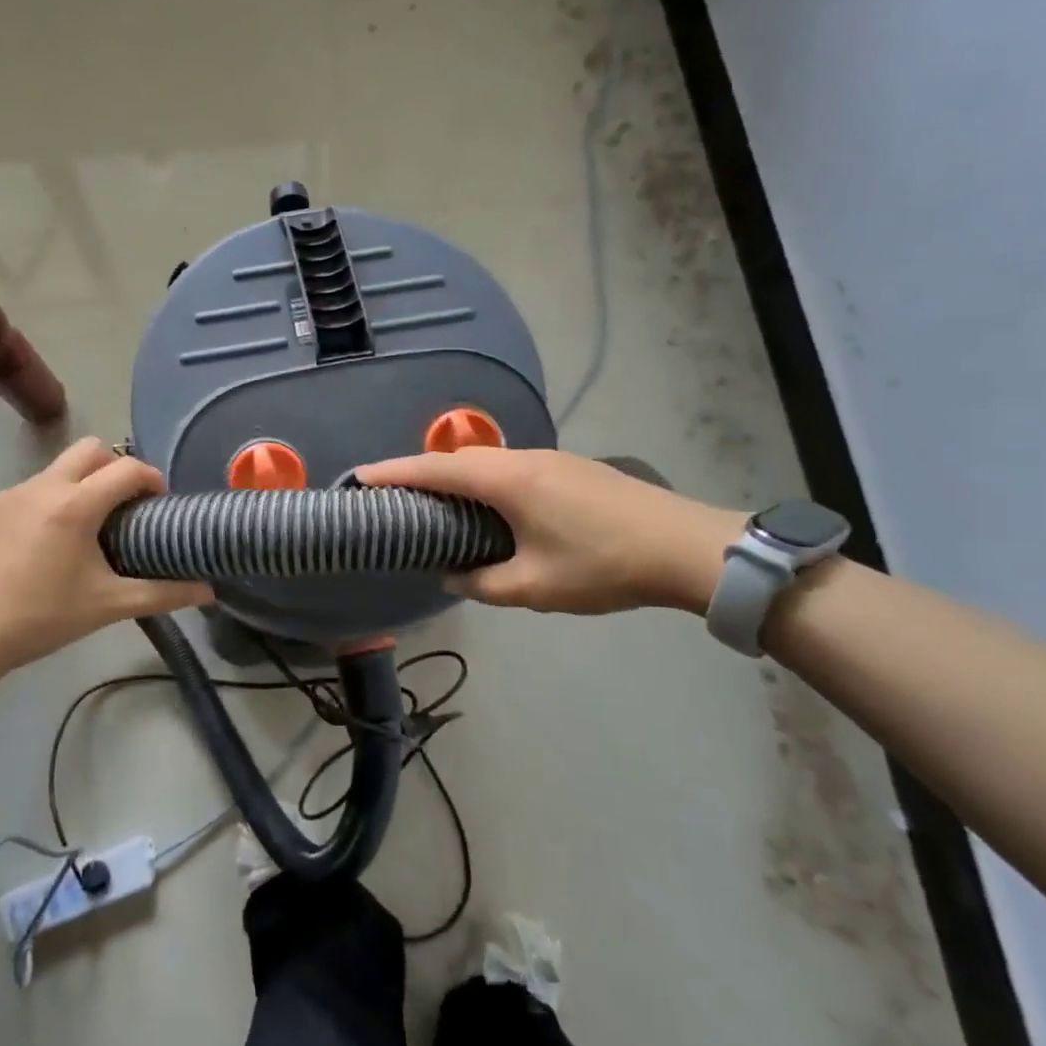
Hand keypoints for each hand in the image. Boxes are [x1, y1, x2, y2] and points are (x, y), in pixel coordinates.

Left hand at [0, 439, 212, 682]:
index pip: (127, 469)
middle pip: (90, 450)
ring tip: (86, 528)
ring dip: (81, 484)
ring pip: (56, 469)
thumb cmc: (41, 618)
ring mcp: (8, 495)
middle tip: (125, 505)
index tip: (161, 502)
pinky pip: (29, 490)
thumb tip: (208, 592)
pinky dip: (49, 501)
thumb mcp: (108, 606)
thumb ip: (163, 595)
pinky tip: (44, 544)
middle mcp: (42, 487)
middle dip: (115, 467)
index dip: (152, 478)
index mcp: (75, 504)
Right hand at [358, 448, 743, 614]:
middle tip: (392, 498)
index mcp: (508, 481)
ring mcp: (551, 459)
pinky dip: (484, 482)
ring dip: (455, 477)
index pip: (436, 469)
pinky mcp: (571, 469)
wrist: (686, 547)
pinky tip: (489, 508)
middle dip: (420, 474)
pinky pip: (511, 468)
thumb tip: (451, 575)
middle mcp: (524, 459)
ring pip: (487, 462)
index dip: (394, 472)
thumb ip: (483, 583)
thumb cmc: (603, 566)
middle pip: (458, 459)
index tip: (359, 477)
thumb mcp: (535, 587)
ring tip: (435, 505)